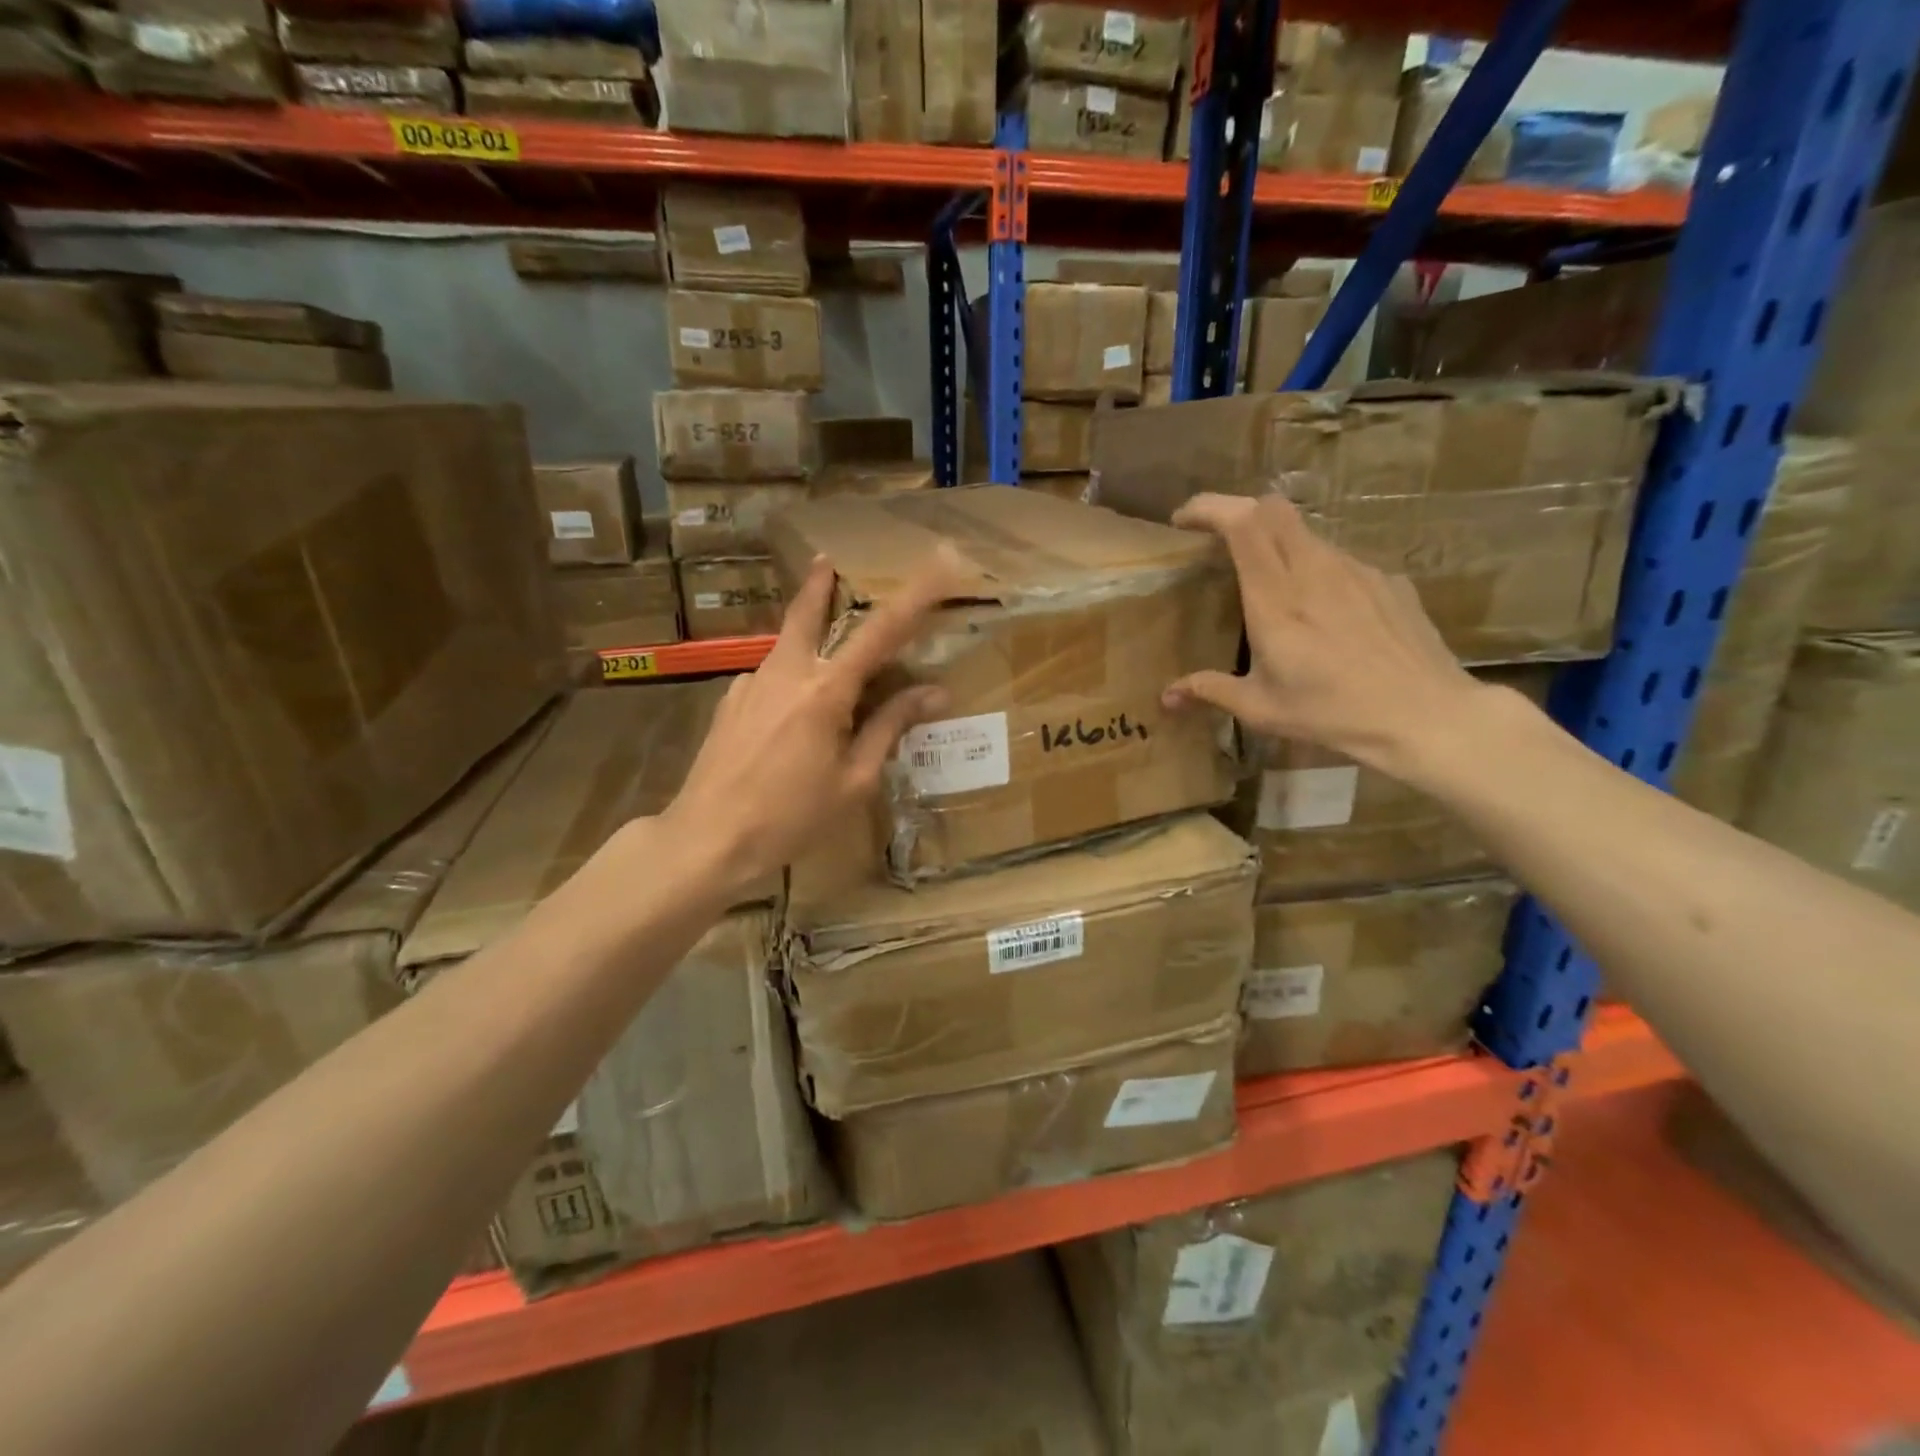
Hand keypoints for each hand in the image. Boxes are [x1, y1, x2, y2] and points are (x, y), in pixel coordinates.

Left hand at [664, 550, 961, 897]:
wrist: (707, 839)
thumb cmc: (791, 817)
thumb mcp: (854, 780)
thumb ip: (890, 727)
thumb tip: (934, 693)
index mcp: (825, 691)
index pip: (880, 632)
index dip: (914, 597)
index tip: (938, 563)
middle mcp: (785, 673)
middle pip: (806, 613)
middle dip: (820, 585)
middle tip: (828, 563)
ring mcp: (750, 684)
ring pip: (786, 647)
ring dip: (806, 638)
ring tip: (823, 662)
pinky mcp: (729, 703)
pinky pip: (767, 679)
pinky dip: (787, 682)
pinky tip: (788, 718)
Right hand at [1162, 493, 1485, 775]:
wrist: (1425, 716)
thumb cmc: (1332, 713)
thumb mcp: (1262, 708)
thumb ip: (1210, 691)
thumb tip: (1167, 697)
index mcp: (1276, 598)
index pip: (1242, 523)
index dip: (1209, 507)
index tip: (1183, 520)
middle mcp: (1315, 570)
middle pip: (1273, 509)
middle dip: (1238, 510)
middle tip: (1217, 538)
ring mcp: (1356, 571)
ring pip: (1306, 532)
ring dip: (1276, 541)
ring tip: (1267, 581)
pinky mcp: (1387, 581)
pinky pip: (1339, 560)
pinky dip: (1315, 569)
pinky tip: (1321, 610)